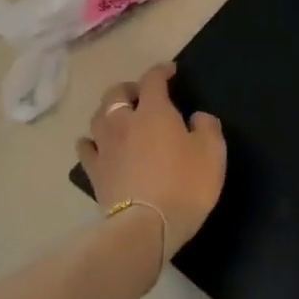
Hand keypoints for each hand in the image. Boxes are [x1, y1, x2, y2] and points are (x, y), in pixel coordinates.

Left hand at [76, 64, 226, 260]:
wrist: (147, 227)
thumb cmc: (185, 185)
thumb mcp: (212, 153)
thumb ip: (207, 127)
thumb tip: (196, 117)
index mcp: (154, 112)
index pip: (153, 79)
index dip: (161, 71)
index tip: (170, 71)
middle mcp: (123, 122)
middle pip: (116, 93)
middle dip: (129, 88)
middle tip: (142, 95)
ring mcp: (104, 147)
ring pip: (98, 117)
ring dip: (109, 111)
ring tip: (120, 117)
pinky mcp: (94, 172)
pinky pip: (86, 147)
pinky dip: (92, 141)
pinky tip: (97, 145)